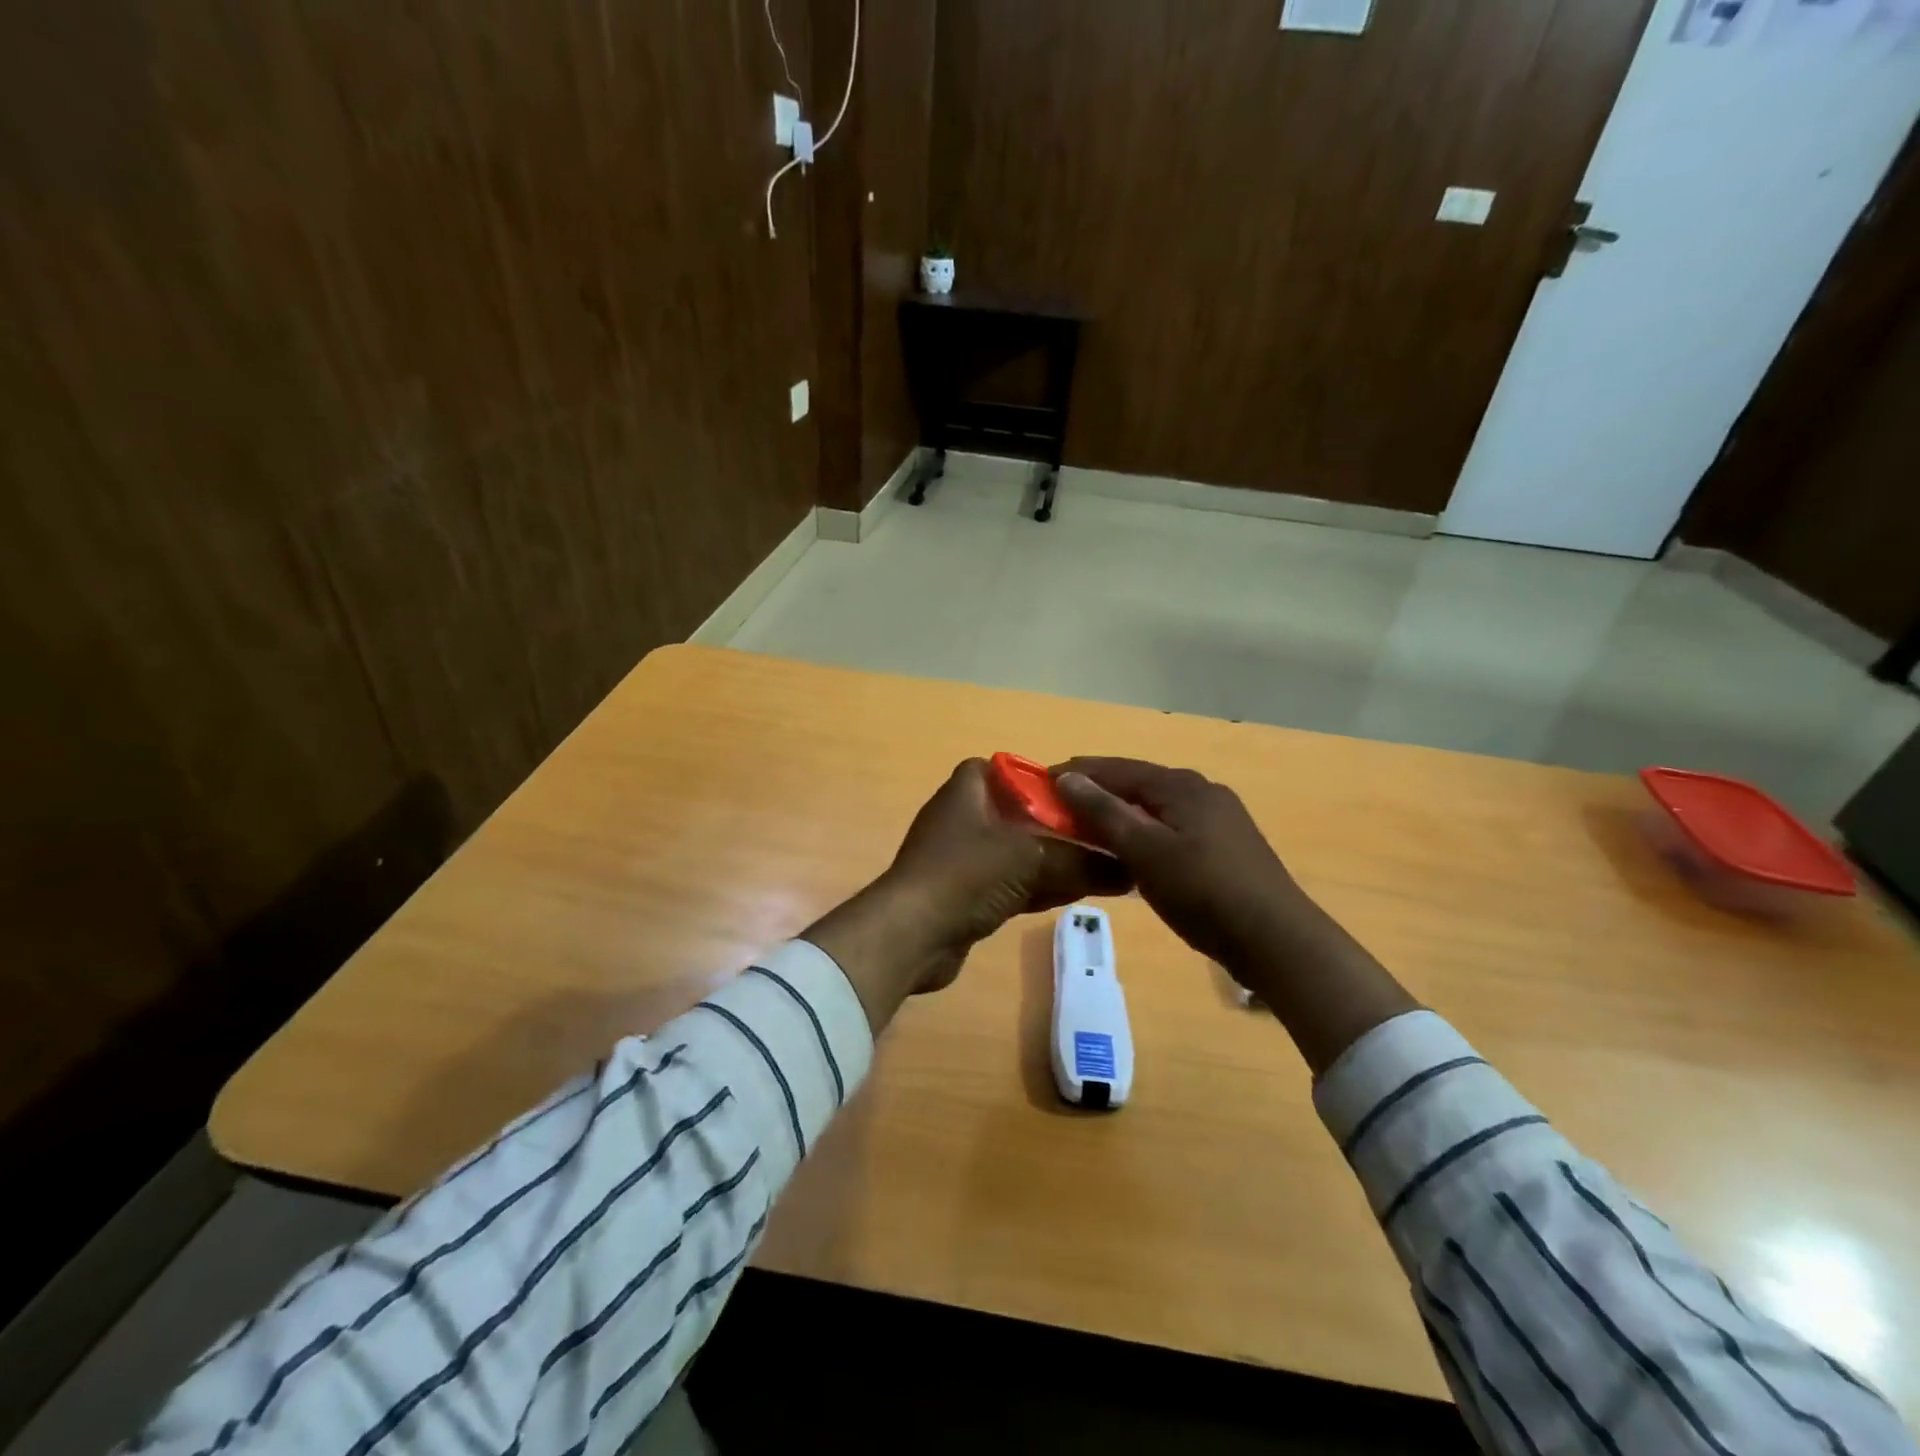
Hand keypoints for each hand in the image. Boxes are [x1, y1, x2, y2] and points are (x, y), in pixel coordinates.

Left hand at [805, 760, 1131, 1031]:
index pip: (998, 768)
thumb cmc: (966, 875)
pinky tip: (1069, 895)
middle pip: (1013, 813)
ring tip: (1094, 867)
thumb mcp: (1031, 859)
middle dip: (1052, 825)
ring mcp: (958, 860)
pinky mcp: (961, 896)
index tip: (1070, 793)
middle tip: (1094, 834)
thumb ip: (1081, 861)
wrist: (912, 935)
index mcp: (965, 792)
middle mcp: (960, 820)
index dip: (1032, 776)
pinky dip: (1034, 886)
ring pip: (1013, 852)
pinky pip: (1005, 884)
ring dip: (1048, 860)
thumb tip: (1130, 869)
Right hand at [1053, 757, 1416, 1072]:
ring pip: (1155, 806)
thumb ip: (1104, 812)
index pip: (1116, 768)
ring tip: (1088, 828)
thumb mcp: (1145, 851)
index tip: (1041, 781)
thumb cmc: (1202, 891)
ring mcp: (1218, 817)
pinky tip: (1133, 850)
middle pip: (1137, 783)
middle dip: (1097, 791)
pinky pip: (1172, 825)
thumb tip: (1068, 777)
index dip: (1077, 772)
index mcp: (1180, 785)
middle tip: (1060, 808)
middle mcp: (1201, 790)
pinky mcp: (1226, 844)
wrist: (1276, 939)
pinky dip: (1144, 830)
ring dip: (1120, 812)